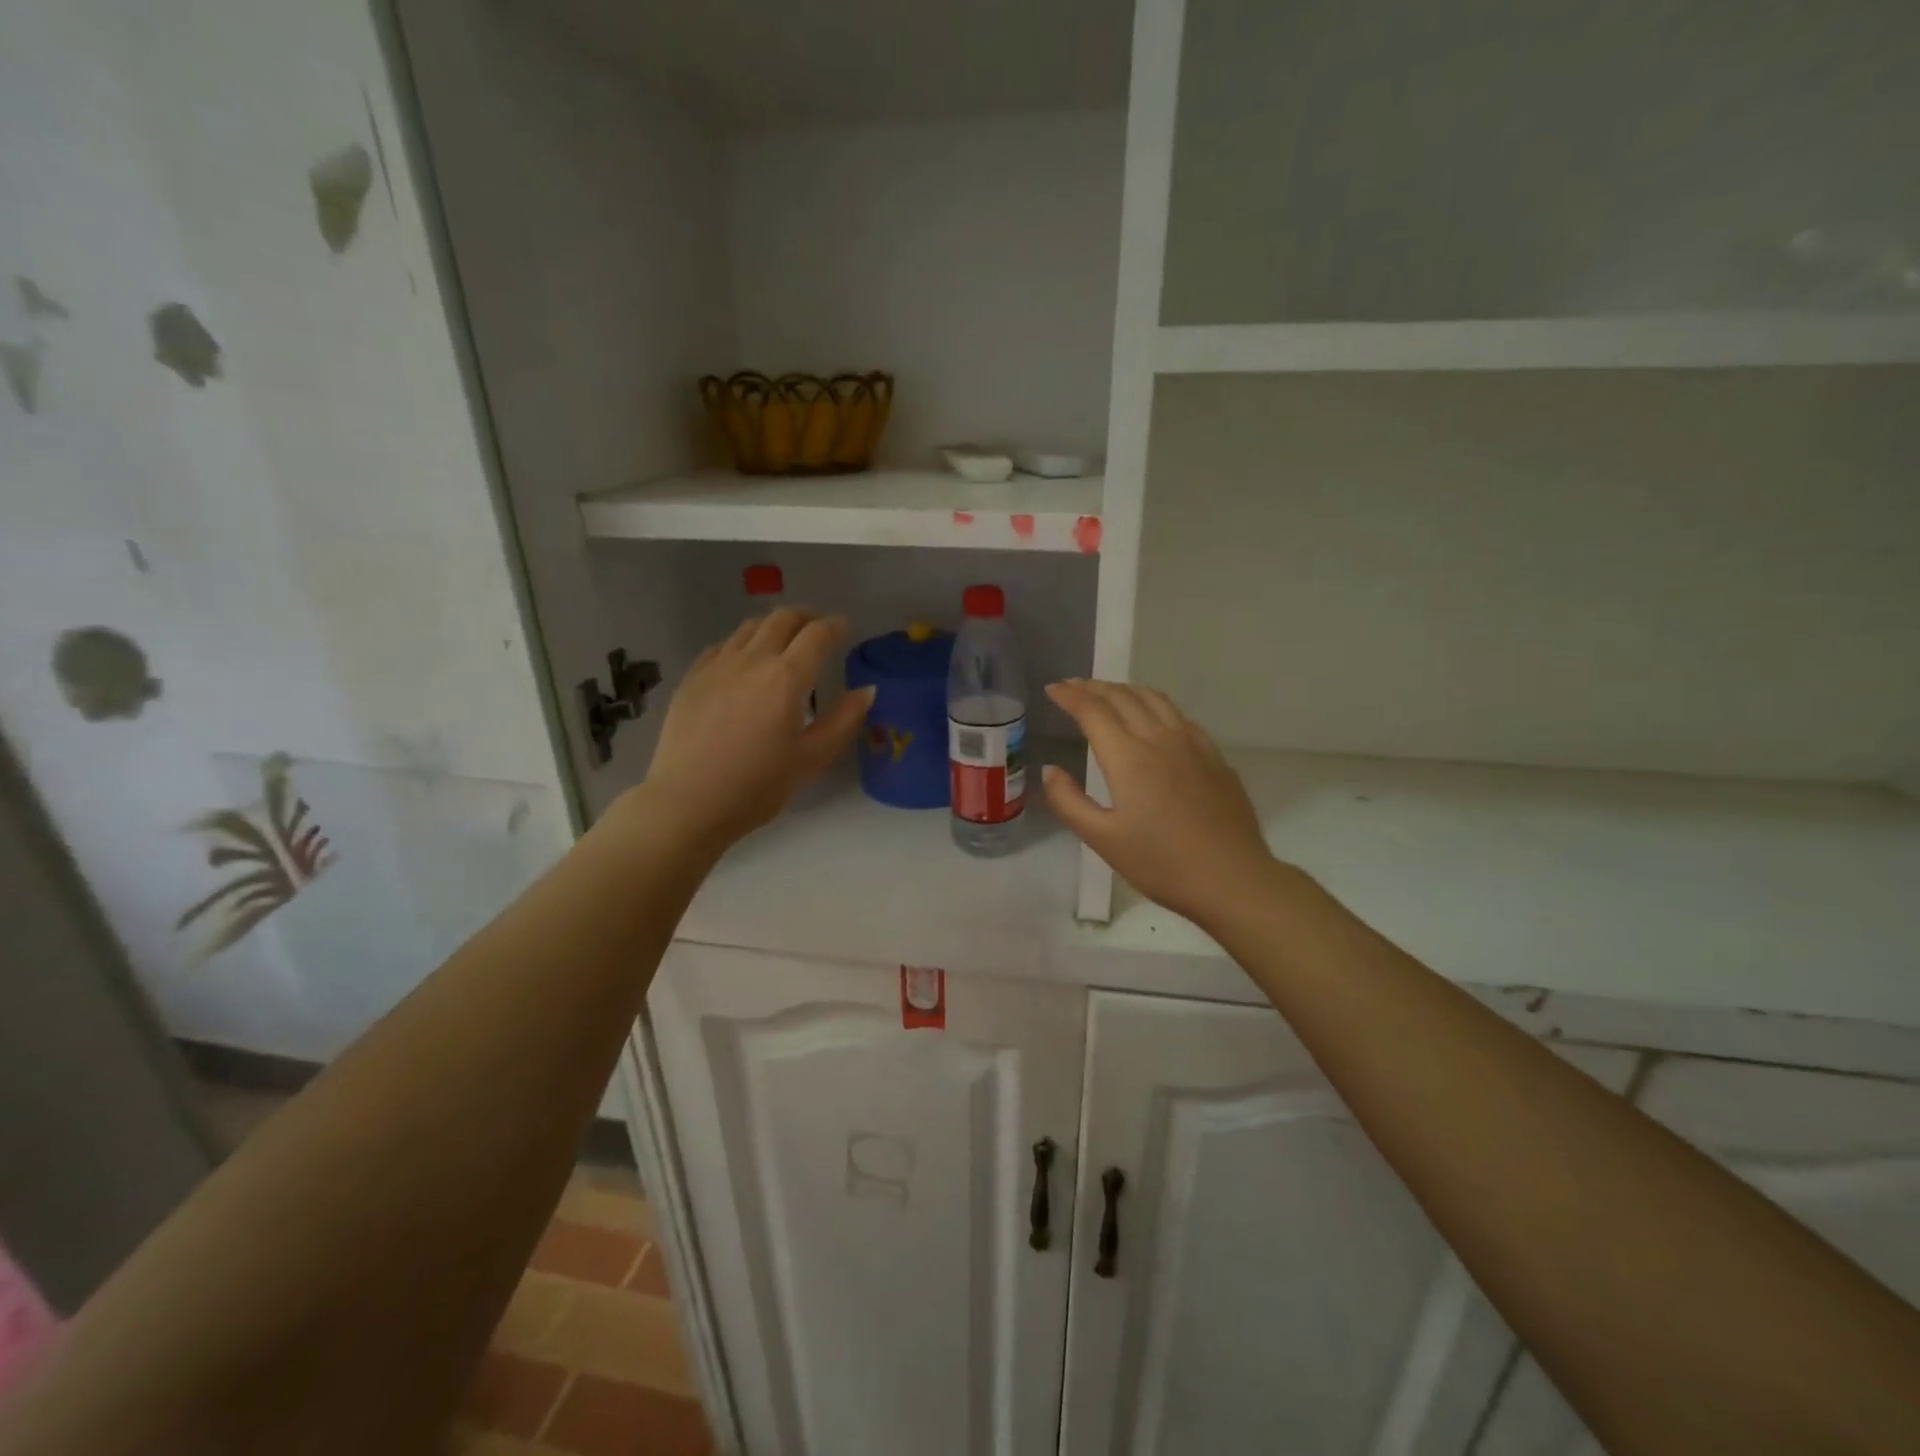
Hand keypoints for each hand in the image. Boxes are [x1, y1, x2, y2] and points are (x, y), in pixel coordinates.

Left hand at [639, 609, 872, 850]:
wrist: (687, 803)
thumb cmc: (757, 787)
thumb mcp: (811, 760)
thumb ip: (843, 721)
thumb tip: (867, 690)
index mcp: (787, 678)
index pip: (817, 634)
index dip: (835, 626)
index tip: (845, 628)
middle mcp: (752, 660)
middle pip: (782, 619)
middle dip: (806, 617)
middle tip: (818, 629)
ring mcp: (717, 666)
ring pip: (749, 628)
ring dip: (773, 627)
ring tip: (783, 642)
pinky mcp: (692, 679)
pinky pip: (722, 646)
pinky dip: (742, 645)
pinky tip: (744, 663)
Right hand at [1042, 680, 1276, 926]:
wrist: (1231, 878)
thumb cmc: (1161, 863)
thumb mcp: (1102, 839)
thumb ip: (1069, 802)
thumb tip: (1050, 771)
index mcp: (1128, 757)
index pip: (1093, 711)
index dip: (1070, 696)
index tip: (1052, 688)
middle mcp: (1160, 739)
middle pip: (1123, 697)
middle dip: (1094, 687)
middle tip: (1074, 686)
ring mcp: (1193, 745)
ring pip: (1155, 700)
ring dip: (1126, 690)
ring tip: (1110, 693)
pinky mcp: (1215, 757)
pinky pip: (1180, 717)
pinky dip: (1156, 706)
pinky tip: (1155, 718)